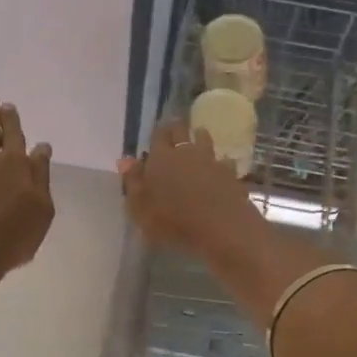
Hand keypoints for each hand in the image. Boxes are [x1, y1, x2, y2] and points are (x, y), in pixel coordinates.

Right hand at [118, 120, 260, 257]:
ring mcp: (211, 161)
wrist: (220, 227)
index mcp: (161, 158)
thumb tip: (125, 160)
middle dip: (177, 129)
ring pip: (204, 140)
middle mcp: (186, 152)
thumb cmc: (172, 220)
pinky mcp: (230, 174)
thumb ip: (133, 182)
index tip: (158, 132)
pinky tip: (222, 167)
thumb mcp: (140, 208)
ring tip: (199, 135)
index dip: (157, 133)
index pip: (158, 135)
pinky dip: (221, 162)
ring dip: (200, 137)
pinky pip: (224, 161)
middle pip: (181, 131)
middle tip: (175, 129)